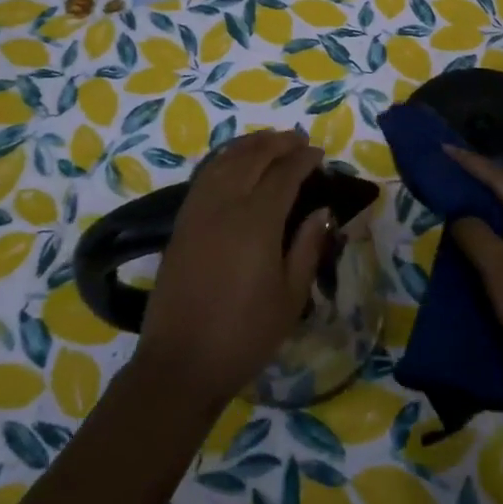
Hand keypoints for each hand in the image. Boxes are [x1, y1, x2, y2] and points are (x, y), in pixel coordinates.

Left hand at [137, 129, 329, 407]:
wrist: (181, 362)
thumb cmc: (245, 334)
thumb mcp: (290, 297)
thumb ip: (307, 247)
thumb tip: (321, 211)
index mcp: (257, 221)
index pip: (284, 174)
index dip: (303, 159)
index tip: (319, 154)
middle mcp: (225, 205)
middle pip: (253, 158)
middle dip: (278, 143)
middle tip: (298, 140)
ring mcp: (198, 211)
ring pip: (225, 161)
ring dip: (249, 145)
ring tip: (269, 141)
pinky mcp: (182, 222)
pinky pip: (204, 176)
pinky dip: (223, 159)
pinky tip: (232, 162)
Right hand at [445, 145, 502, 397]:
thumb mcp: (497, 267)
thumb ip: (474, 233)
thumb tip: (460, 216)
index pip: (502, 179)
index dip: (472, 163)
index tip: (445, 149)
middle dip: (481, 178)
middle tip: (450, 168)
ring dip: (489, 202)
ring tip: (460, 195)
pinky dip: (497, 225)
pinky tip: (480, 235)